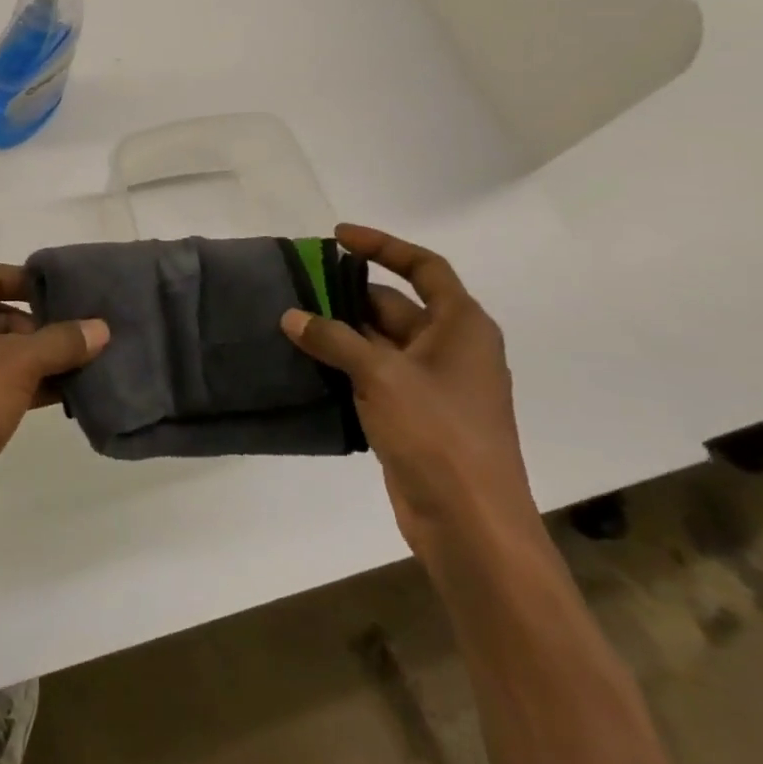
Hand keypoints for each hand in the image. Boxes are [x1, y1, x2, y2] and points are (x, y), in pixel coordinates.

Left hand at [0, 261, 108, 545]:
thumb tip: (100, 328)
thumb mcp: (15, 365)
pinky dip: (2, 387)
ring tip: (73, 370)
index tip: (69, 295)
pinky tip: (48, 399)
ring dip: (22, 362)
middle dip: (30, 329)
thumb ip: (59, 343)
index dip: (30, 284)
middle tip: (74, 340)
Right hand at [280, 225, 538, 574]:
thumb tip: (292, 316)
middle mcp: (451, 348)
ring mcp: (433, 385)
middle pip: (395, 305)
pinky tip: (305, 363)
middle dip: (347, 295)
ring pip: (380, 342)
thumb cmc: (438, 435)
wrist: (471, 527)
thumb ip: (333, 339)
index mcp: (461, 326)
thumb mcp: (381, 375)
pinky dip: (343, 365)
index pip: (424, 267)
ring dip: (340, 333)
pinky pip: (374, 375)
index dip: (382, 245)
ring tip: (291, 321)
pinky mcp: (415, 416)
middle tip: (297, 287)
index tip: (338, 237)